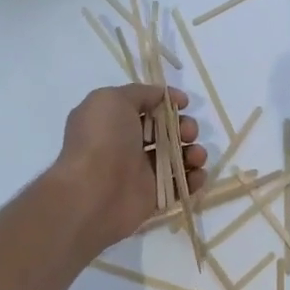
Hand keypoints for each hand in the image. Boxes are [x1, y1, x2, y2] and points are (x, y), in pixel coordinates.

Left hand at [49, 84, 208, 254]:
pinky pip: (179, 185)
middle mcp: (126, 145)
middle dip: (184, 128)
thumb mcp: (112, 99)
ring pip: (175, 158)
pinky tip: (196, 175)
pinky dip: (193, 179)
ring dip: (193, 153)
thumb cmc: (102, 141)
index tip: (184, 103)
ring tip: (196, 156)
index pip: (146, 107)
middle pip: (165, 132)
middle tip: (188, 133)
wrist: (94, 193)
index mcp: (113, 120)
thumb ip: (139, 93)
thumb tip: (161, 97)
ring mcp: (140, 172)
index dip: (167, 102)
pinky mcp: (152, 196)